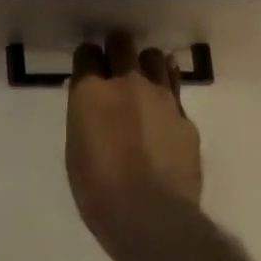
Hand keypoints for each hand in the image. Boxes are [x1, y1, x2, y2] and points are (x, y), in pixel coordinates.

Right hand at [65, 32, 202, 257]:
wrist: (151, 215)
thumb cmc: (98, 190)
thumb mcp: (76, 150)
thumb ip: (85, 117)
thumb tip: (92, 104)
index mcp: (91, 92)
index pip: (87, 53)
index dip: (86, 60)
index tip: (87, 71)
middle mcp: (127, 83)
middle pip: (121, 44)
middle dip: (115, 51)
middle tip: (113, 69)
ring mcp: (161, 96)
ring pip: (154, 57)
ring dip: (145, 65)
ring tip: (142, 83)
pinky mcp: (184, 115)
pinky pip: (174, 87)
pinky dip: (167, 90)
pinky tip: (163, 107)